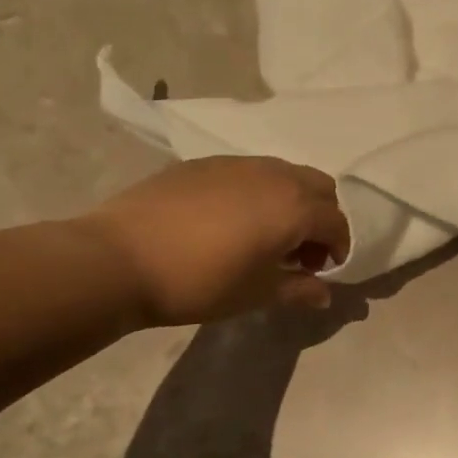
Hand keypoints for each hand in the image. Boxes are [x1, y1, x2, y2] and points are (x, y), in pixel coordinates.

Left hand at [77, 157, 351, 325]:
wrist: (119, 259)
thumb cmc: (199, 282)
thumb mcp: (256, 293)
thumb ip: (299, 289)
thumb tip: (324, 294)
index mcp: (296, 208)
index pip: (336, 222)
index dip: (338, 248)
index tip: (322, 271)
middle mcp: (276, 176)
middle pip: (319, 187)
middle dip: (321, 217)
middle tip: (300, 250)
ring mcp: (239, 164)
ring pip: (285, 173)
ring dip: (291, 201)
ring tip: (266, 234)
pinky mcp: (205, 163)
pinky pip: (249, 171)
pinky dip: (257, 192)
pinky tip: (229, 221)